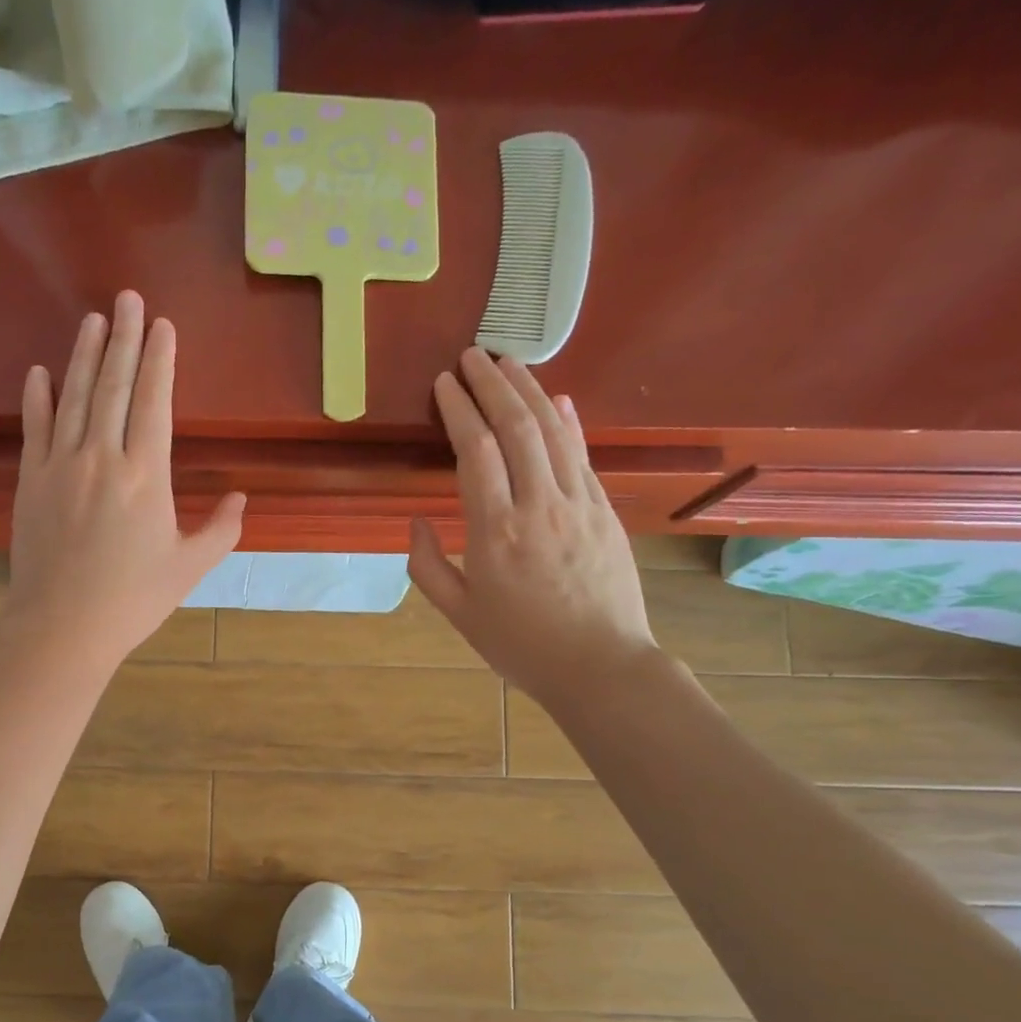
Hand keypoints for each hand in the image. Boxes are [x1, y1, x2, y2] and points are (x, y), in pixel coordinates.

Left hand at [2, 291, 244, 673]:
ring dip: (86, 354)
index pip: (155, 402)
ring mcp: (61, 465)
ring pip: (75, 396)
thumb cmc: (132, 600)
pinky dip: (38, 397)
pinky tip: (41, 371)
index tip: (163, 325)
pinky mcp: (31, 480)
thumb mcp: (189, 568)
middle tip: (129, 297)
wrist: (63, 626)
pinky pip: (35, 427)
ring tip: (94, 318)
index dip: (160, 359)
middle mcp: (102, 457)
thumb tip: (242, 496)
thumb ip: (222, 529)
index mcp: (146, 475)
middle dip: (125, 338)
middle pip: (115, 385)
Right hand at [408, 349, 657, 705]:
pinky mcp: (603, 511)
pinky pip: (582, 455)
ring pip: (552, 432)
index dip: (458, 410)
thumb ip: (428, 566)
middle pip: (516, 427)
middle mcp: (538, 505)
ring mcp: (578, 504)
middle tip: (471, 355)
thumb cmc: (520, 645)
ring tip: (508, 362)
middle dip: (491, 385)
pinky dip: (568, 422)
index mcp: (495, 532)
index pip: (476, 451)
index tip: (444, 383)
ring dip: (529, 391)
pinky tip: (557, 399)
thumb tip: (417, 522)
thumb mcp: (459, 614)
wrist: (599, 665)